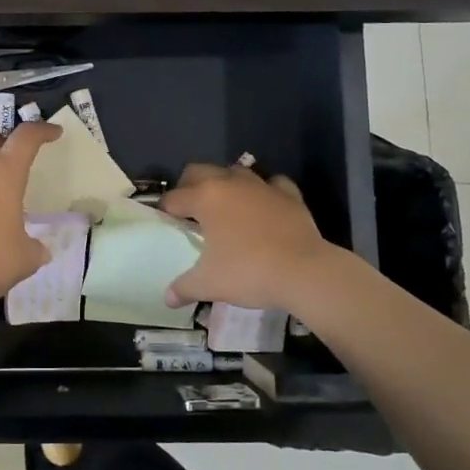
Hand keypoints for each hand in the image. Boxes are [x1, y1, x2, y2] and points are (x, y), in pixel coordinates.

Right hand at [160, 161, 337, 311]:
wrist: (304, 271)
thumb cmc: (249, 272)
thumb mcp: (209, 284)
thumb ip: (184, 288)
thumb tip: (168, 299)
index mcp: (205, 198)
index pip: (174, 198)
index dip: (165, 210)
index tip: (165, 223)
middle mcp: (230, 182)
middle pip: (198, 170)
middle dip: (188, 185)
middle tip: (188, 210)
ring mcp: (261, 185)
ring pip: (234, 171)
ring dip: (224, 183)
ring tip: (224, 205)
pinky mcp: (288, 194)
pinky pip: (271, 183)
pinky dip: (264, 190)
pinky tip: (263, 205)